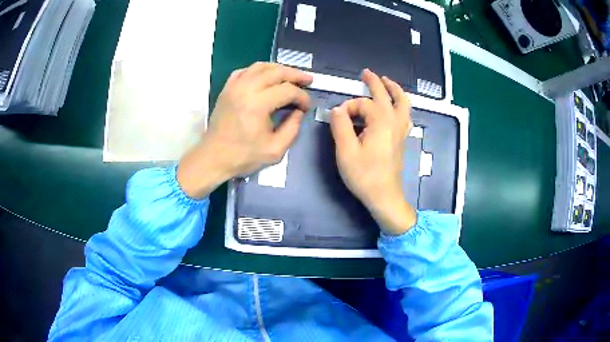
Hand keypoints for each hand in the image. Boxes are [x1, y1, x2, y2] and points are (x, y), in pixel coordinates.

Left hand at [177, 62, 312, 198]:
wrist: (213, 158)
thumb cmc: (243, 156)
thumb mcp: (275, 150)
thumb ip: (293, 129)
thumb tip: (299, 112)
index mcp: (257, 104)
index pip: (288, 90)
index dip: (302, 97)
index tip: (307, 107)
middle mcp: (245, 89)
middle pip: (276, 72)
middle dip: (295, 75)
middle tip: (308, 80)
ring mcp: (234, 86)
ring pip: (260, 66)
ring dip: (278, 69)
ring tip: (290, 75)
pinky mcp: (227, 89)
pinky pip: (245, 71)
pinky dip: (259, 70)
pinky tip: (266, 77)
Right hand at [330, 69, 415, 234]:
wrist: (384, 196)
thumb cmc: (364, 175)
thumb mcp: (346, 151)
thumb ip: (340, 126)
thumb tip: (338, 110)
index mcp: (381, 121)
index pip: (362, 104)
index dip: (348, 108)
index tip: (338, 120)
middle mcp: (394, 121)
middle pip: (387, 95)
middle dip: (375, 82)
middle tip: (366, 73)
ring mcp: (401, 130)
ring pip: (403, 103)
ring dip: (394, 90)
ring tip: (387, 82)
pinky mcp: (402, 139)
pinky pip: (406, 114)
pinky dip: (402, 104)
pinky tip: (396, 106)